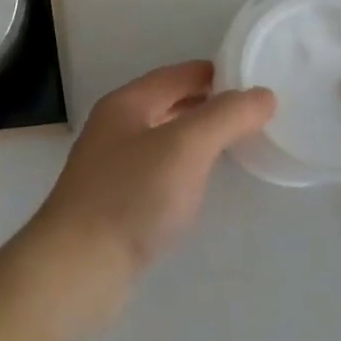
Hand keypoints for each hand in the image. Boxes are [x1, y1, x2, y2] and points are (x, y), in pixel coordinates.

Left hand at [15, 62, 274, 337]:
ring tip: (236, 145)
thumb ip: (226, 117)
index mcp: (127, 103)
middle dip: (209, 104)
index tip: (255, 80)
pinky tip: (200, 183)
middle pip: (169, 103)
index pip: (178, 75)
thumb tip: (263, 94)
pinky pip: (158, 170)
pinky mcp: (115, 201)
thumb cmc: (132, 196)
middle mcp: (115, 127)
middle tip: (254, 114)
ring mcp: (112, 165)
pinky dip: (184, 167)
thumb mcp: (186, 147)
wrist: (78, 267)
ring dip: (197, 136)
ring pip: (163, 137)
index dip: (215, 73)